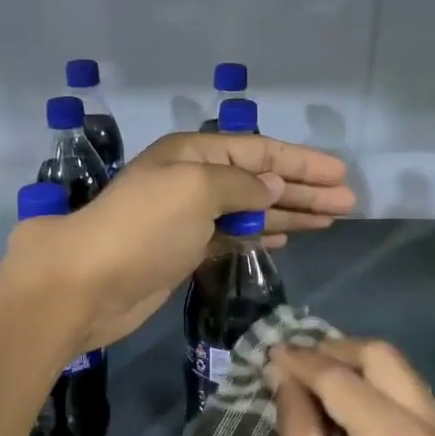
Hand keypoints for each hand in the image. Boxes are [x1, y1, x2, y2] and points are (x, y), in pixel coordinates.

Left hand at [1, 132, 355, 352]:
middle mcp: (193, 180)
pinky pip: (233, 236)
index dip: (301, 162)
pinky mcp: (185, 252)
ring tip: (330, 219)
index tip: (340, 174)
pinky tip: (286, 236)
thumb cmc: (144, 228)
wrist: (87, 284)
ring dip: (289, 212)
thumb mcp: (196, 190)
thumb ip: (240, 184)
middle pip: (260, 179)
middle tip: (348, 202)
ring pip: (250, 209)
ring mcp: (188, 218)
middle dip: (303, 189)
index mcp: (194, 154)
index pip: (259, 151)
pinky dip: (260, 234)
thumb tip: (272, 186)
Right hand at [270, 339, 434, 435]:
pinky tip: (354, 404)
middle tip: (300, 361)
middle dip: (336, 350)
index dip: (302, 360)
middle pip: (381, 355)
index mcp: (395, 433)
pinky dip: (380, 387)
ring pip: (401, 370)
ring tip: (321, 378)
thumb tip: (282, 372)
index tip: (272, 350)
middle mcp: (432, 418)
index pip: (340, 376)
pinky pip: (413, 393)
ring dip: (360, 366)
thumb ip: (295, 418)